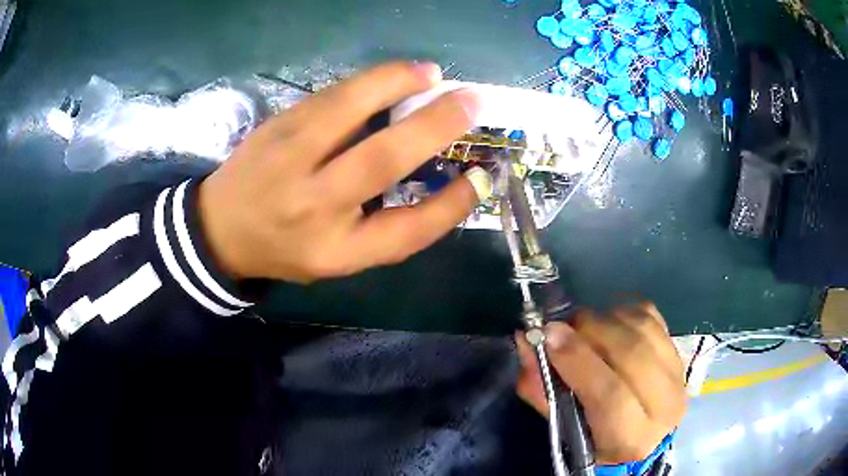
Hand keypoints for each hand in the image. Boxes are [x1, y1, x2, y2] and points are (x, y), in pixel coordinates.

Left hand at [198, 62, 490, 281]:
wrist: (221, 227)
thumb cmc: (287, 246)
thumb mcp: (339, 256)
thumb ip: (386, 228)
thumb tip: (440, 179)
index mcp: (336, 250)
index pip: (406, 230)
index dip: (451, 204)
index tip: (481, 177)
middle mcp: (314, 206)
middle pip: (383, 159)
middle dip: (436, 125)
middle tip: (471, 100)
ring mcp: (289, 159)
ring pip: (350, 109)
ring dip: (397, 83)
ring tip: (431, 74)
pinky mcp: (277, 126)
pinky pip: (330, 96)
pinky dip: (369, 81)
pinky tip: (395, 75)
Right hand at [515, 303, 685, 464]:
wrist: (648, 434)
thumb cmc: (599, 440)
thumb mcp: (566, 431)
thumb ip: (543, 391)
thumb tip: (526, 343)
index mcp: (632, 439)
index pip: (611, 396)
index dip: (580, 362)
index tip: (549, 336)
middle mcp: (664, 406)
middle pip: (631, 355)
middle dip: (591, 332)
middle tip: (561, 327)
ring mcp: (677, 373)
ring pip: (643, 329)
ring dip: (605, 319)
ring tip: (583, 326)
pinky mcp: (678, 350)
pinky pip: (650, 316)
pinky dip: (623, 311)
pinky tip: (608, 322)